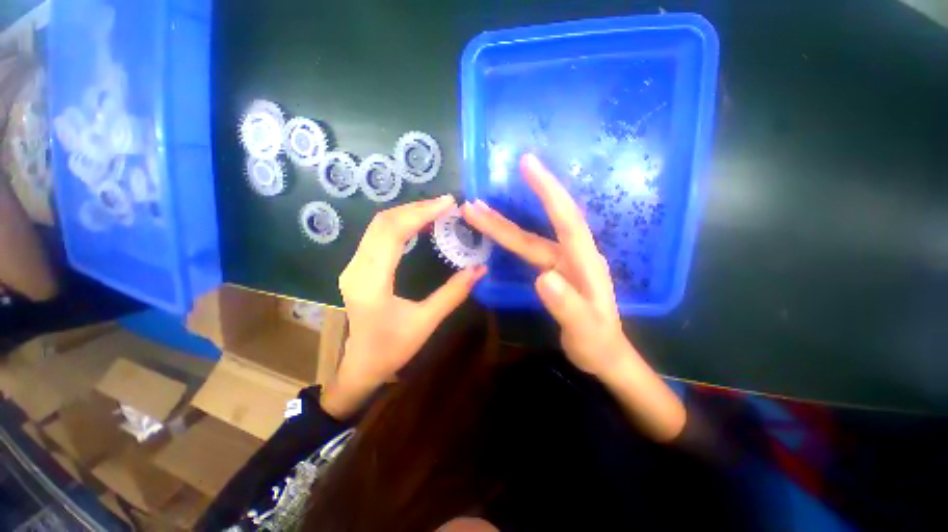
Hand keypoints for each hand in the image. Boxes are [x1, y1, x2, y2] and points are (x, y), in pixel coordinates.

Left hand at [322, 195, 486, 418]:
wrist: (360, 365)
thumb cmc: (391, 349)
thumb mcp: (425, 322)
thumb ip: (453, 294)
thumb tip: (479, 269)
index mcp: (371, 281)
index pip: (393, 232)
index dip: (421, 213)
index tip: (448, 203)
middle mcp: (357, 267)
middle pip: (383, 222)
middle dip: (416, 208)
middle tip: (446, 204)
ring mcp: (354, 265)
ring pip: (379, 225)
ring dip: (408, 213)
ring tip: (437, 210)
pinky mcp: (358, 266)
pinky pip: (378, 234)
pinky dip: (400, 223)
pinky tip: (419, 224)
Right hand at [462, 154, 627, 376]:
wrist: (604, 355)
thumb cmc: (597, 343)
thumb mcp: (584, 330)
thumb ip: (566, 305)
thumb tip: (542, 277)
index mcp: (584, 262)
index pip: (566, 218)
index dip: (547, 190)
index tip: (527, 164)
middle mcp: (572, 255)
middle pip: (535, 231)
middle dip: (504, 217)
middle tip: (473, 203)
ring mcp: (562, 263)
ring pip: (529, 239)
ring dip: (502, 226)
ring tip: (476, 213)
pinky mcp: (554, 271)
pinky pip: (530, 249)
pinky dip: (511, 239)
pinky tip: (500, 234)